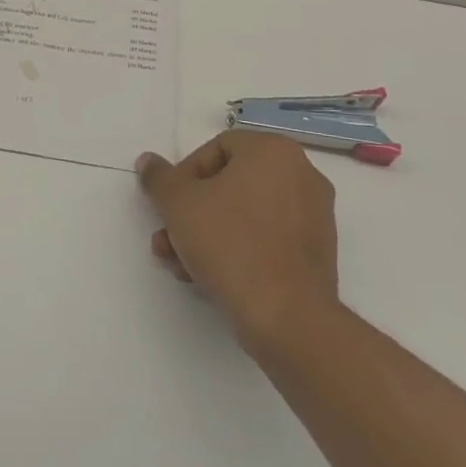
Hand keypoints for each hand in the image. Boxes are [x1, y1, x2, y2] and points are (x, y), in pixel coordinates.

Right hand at [135, 130, 340, 347]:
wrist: (287, 317)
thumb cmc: (230, 244)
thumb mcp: (178, 204)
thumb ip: (159, 177)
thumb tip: (148, 161)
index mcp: (274, 151)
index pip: (217, 149)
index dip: (184, 175)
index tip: (169, 205)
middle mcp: (301, 174)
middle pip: (230, 185)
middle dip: (192, 212)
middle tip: (168, 237)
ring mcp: (315, 216)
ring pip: (245, 215)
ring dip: (207, 234)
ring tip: (180, 263)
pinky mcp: (317, 254)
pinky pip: (267, 239)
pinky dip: (238, 249)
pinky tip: (209, 277)